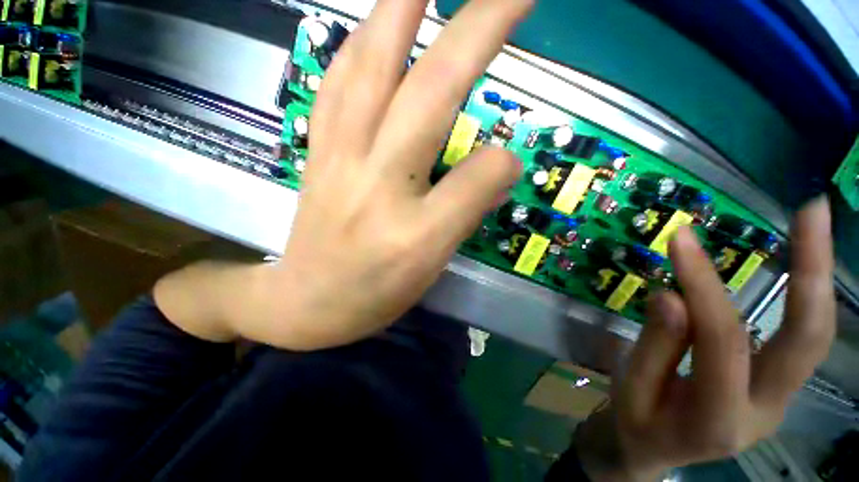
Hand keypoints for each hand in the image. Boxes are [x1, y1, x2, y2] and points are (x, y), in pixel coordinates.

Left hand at [228, 0, 529, 349]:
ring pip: (370, 71)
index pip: (476, 180)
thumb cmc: (373, 294)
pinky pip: (335, 86)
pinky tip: (370, 27)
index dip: (501, 164)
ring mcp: (338, 161)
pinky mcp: (316, 154)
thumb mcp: (430, 268)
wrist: (307, 303)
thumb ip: (467, 212)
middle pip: (428, 96)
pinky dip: (356, 46)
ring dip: (402, 11)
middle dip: (475, 31)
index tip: (513, 158)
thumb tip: (501, 165)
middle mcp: (378, 186)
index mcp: (415, 233)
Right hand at [575, 197, 835, 480]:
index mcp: (717, 419)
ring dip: (818, 276)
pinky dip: (804, 296)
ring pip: (814, 337)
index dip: (702, 286)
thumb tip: (670, 296)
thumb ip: (656, 345)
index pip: (722, 340)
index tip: (680, 240)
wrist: (651, 453)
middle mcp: (766, 410)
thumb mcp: (631, 386)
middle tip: (812, 210)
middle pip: (807, 340)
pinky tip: (801, 264)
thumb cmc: (634, 421)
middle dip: (814, 270)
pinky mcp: (777, 387)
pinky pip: (799, 337)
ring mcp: (779, 400)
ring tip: (812, 222)